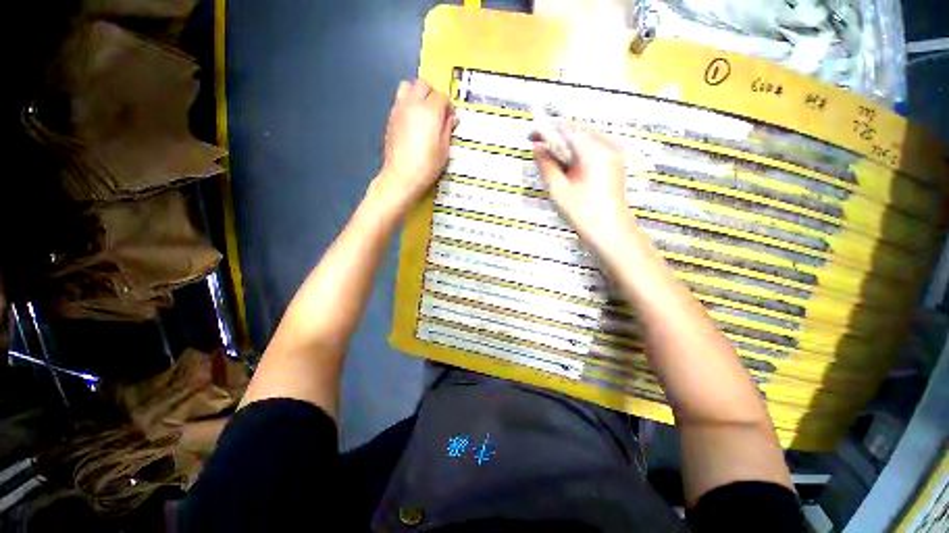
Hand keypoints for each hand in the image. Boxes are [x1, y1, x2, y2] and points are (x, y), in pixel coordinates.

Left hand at [372, 79, 456, 216]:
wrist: (402, 175)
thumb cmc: (427, 165)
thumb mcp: (444, 149)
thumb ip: (447, 129)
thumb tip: (451, 118)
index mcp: (431, 111)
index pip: (442, 97)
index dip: (448, 107)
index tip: (450, 119)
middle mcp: (414, 104)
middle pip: (423, 85)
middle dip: (432, 95)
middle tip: (437, 112)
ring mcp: (400, 109)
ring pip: (407, 86)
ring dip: (417, 94)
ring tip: (422, 111)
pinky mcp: (391, 117)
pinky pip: (399, 100)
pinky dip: (407, 103)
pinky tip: (412, 121)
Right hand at [534, 125, 635, 252]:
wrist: (612, 234)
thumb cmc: (585, 214)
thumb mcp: (560, 191)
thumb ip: (547, 166)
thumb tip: (537, 148)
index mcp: (596, 152)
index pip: (567, 129)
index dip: (547, 130)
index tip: (531, 136)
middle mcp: (609, 146)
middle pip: (577, 131)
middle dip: (556, 136)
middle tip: (537, 146)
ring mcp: (615, 154)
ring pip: (585, 139)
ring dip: (566, 144)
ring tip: (549, 157)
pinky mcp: (615, 163)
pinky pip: (593, 148)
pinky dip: (576, 152)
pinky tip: (566, 164)